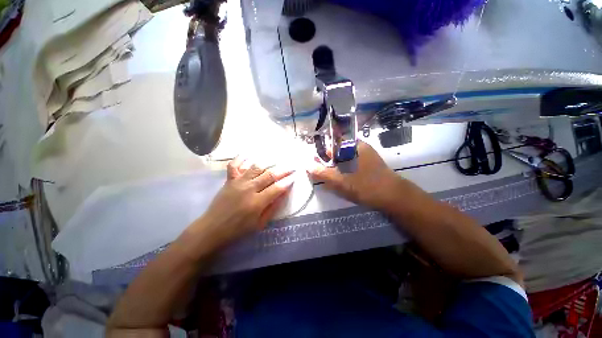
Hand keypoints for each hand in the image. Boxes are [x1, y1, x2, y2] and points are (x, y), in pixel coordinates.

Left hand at [194, 157, 294, 246]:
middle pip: (269, 175)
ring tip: (276, 161)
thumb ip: (272, 208)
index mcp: (257, 202)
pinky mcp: (229, 180)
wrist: (213, 228)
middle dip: (283, 170)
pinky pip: (234, 165)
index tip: (294, 176)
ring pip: (256, 168)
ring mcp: (238, 182)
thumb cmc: (238, 229)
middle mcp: (248, 189)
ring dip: (268, 164)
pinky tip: (248, 154)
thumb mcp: (259, 224)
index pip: (277, 188)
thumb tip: (283, 194)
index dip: (287, 181)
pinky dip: (241, 158)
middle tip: (291, 167)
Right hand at [308, 141, 400, 208]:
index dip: (321, 153)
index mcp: (351, 145)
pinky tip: (344, 179)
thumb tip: (307, 165)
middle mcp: (358, 146)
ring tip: (334, 178)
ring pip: (344, 157)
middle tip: (325, 173)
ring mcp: (365, 154)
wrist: (392, 196)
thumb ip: (321, 172)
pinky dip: (345, 169)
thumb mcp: (339, 180)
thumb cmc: (364, 185)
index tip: (316, 163)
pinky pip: (352, 162)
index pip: (330, 143)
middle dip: (329, 161)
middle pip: (337, 150)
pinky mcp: (369, 162)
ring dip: (337, 166)